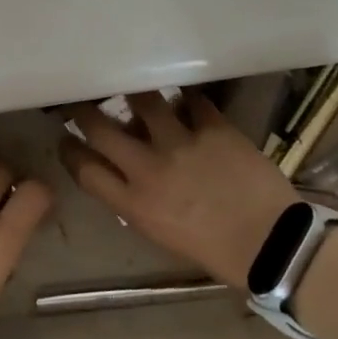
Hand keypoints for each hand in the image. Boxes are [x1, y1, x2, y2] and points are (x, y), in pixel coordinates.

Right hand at [60, 91, 297, 287]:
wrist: (271, 245)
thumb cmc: (213, 249)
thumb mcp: (159, 233)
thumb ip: (135, 201)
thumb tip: (124, 169)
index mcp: (134, 204)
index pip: (85, 169)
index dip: (69, 149)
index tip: (66, 138)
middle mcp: (149, 169)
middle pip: (101, 128)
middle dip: (85, 110)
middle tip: (83, 100)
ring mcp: (182, 144)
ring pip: (143, 102)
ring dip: (134, 94)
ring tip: (134, 89)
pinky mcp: (214, 129)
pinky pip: (191, 101)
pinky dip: (186, 99)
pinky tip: (185, 99)